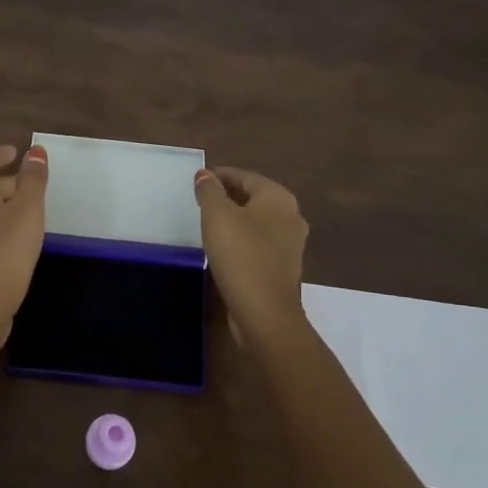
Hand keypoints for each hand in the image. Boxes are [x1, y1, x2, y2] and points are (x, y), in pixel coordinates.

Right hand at [194, 166, 308, 337]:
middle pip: (254, 197)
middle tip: (200, 199)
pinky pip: (259, 243)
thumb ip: (209, 190)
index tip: (197, 180)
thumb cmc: (240, 254)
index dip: (219, 175)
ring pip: (257, 221)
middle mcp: (290, 216)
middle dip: (228, 195)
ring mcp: (290, 244)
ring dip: (235, 218)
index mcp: (278, 197)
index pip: (245, 176)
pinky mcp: (284, 267)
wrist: (265, 313)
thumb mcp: (217, 216)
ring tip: (208, 222)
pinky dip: (242, 239)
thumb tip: (205, 174)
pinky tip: (223, 246)